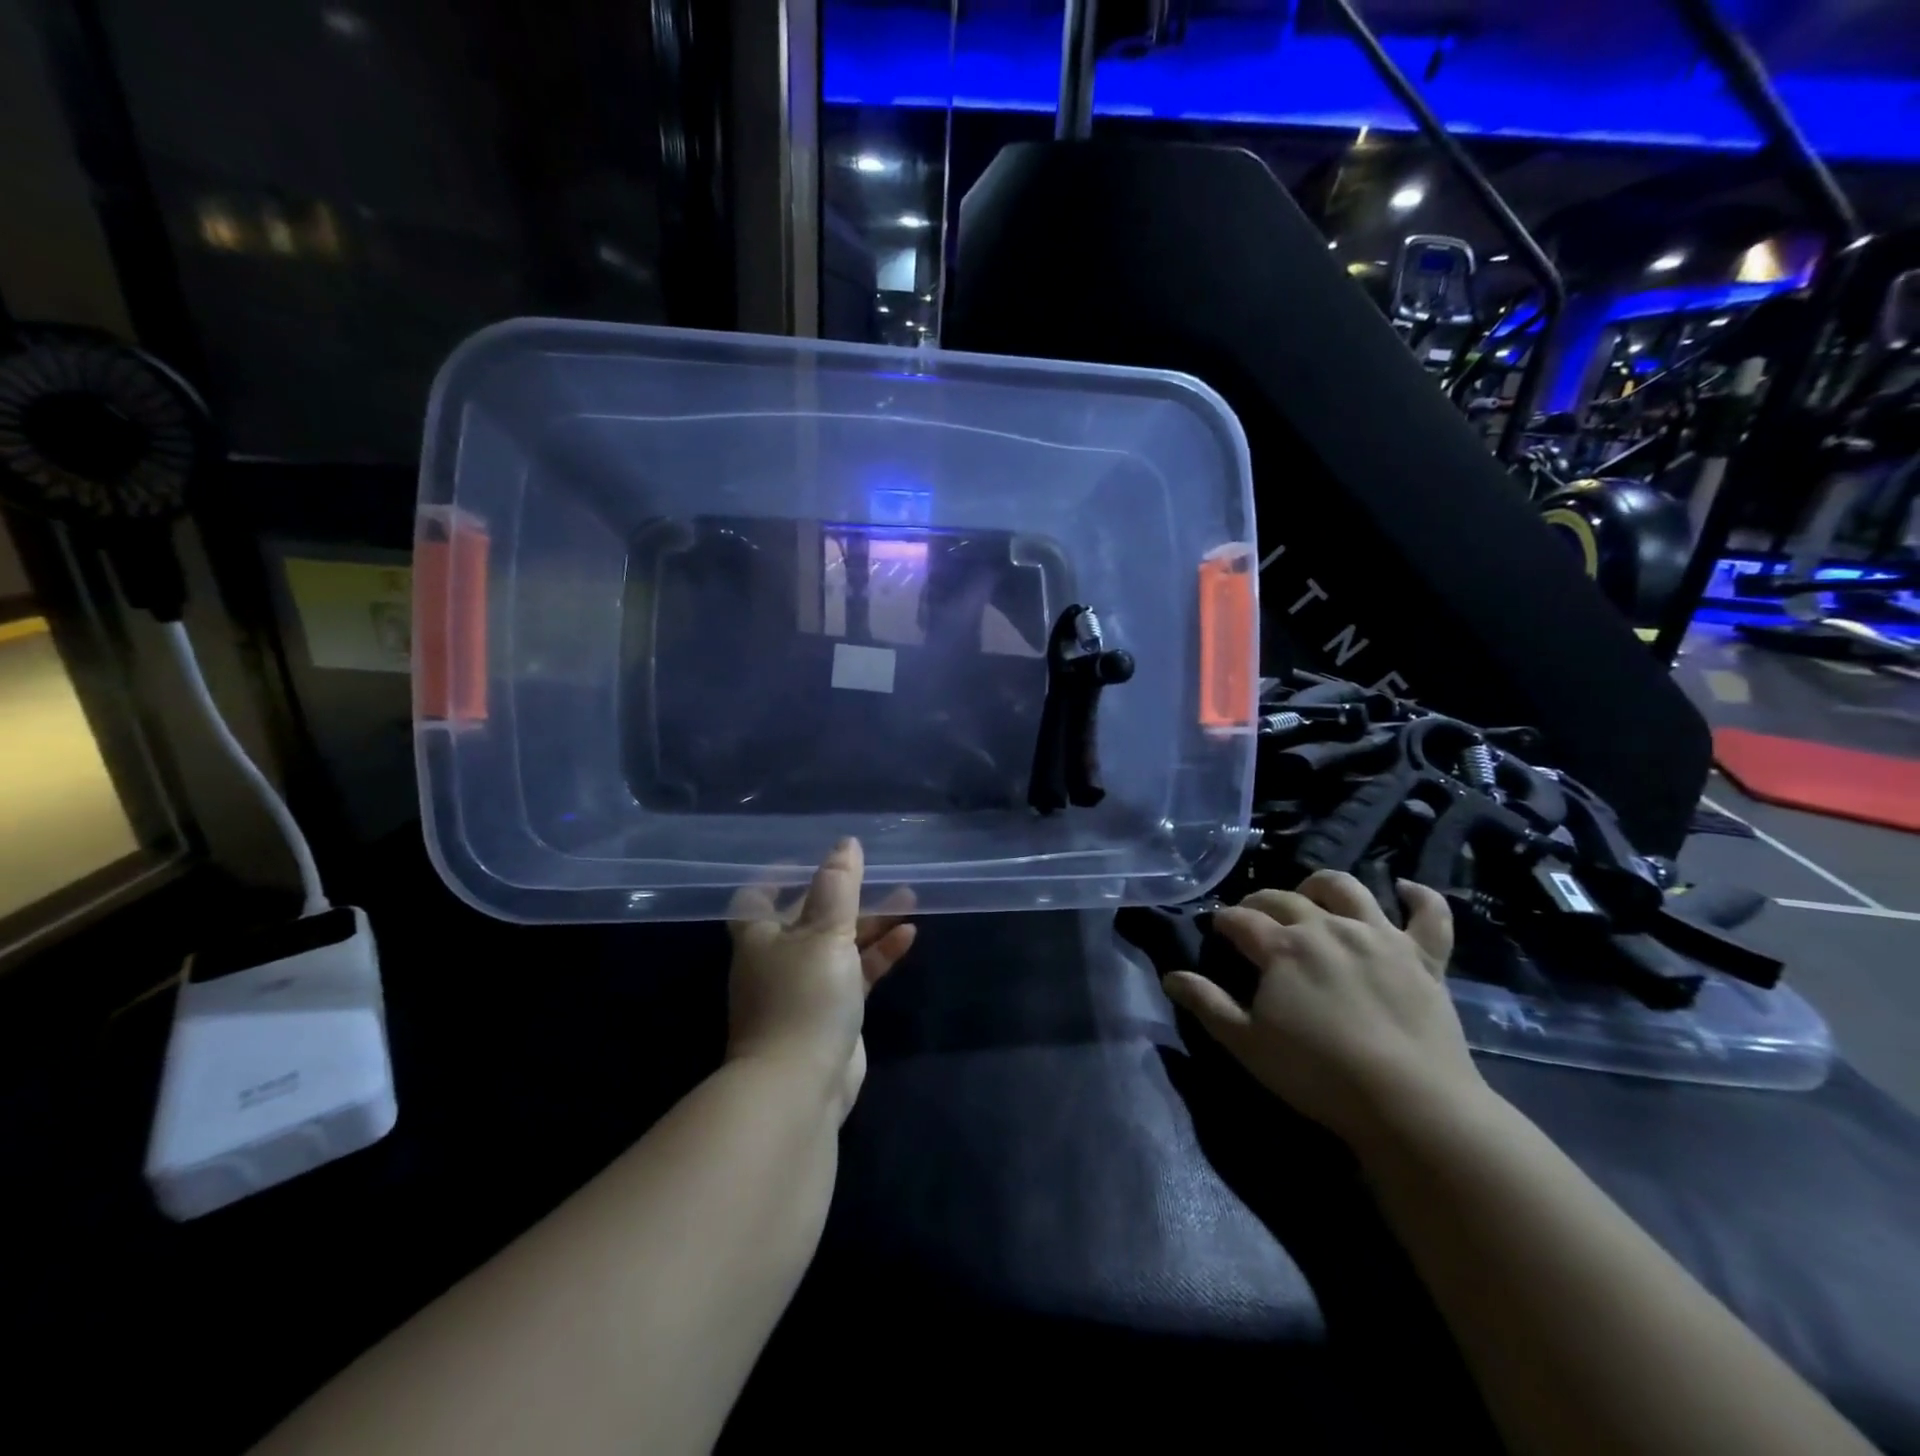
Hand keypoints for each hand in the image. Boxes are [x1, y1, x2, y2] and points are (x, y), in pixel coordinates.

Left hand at [727, 838, 915, 1121]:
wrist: (800, 1085)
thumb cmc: (803, 997)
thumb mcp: (824, 932)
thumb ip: (838, 886)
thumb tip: (846, 844)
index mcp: (760, 936)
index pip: (758, 896)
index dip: (778, 876)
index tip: (808, 858)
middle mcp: (779, 958)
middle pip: (810, 916)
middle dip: (844, 895)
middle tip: (876, 872)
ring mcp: (806, 987)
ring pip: (840, 943)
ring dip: (871, 921)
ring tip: (908, 896)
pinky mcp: (833, 1012)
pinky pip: (858, 972)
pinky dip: (880, 953)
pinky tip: (909, 935)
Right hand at [1162, 870, 1487, 1147]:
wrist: (1411, 1104)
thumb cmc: (1318, 1075)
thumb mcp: (1248, 1044)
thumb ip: (1207, 1004)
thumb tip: (1170, 976)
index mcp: (1282, 947)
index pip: (1240, 919)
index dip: (1224, 921)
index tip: (1217, 929)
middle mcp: (1327, 927)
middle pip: (1284, 897)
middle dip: (1260, 900)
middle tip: (1253, 915)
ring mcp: (1379, 936)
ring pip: (1347, 889)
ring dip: (1322, 885)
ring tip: (1312, 894)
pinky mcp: (1424, 956)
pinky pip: (1429, 914)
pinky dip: (1420, 897)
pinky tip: (1406, 890)